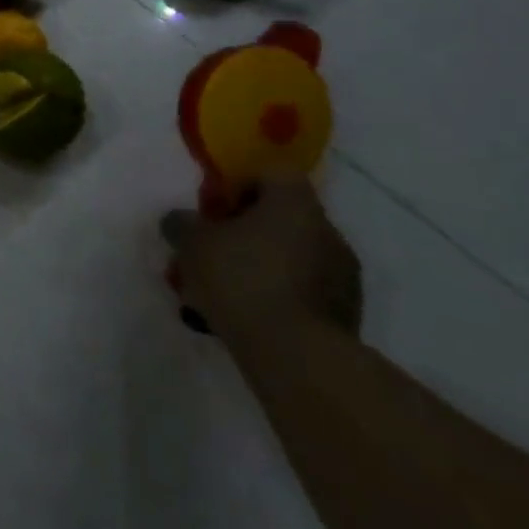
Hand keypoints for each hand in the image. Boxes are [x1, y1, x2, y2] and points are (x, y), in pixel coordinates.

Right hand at [162, 175, 361, 345]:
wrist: (297, 355)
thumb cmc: (241, 279)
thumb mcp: (191, 243)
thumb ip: (182, 223)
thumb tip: (182, 220)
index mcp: (295, 205)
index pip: (273, 172)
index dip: (240, 184)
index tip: (216, 208)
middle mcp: (327, 232)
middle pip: (282, 216)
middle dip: (247, 230)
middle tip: (214, 250)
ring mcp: (343, 275)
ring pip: (292, 255)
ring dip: (262, 264)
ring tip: (225, 290)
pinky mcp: (346, 313)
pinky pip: (304, 289)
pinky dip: (278, 294)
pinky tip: (249, 315)